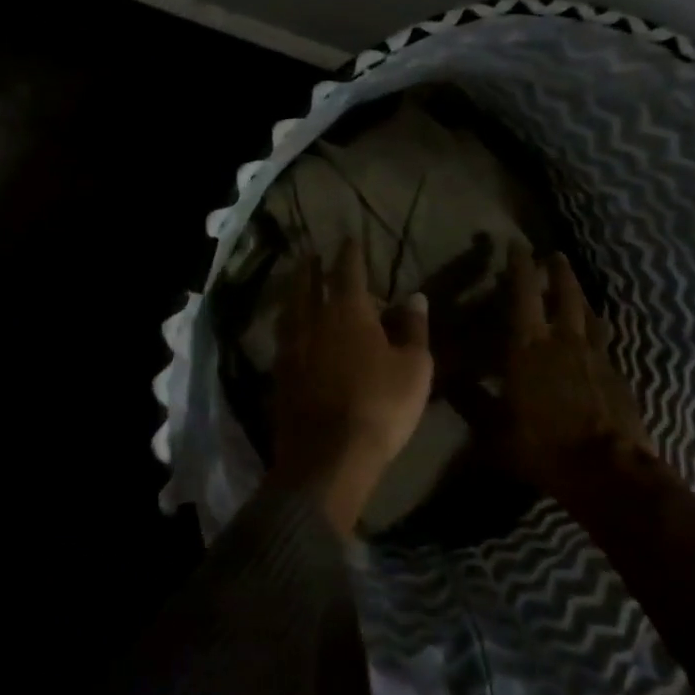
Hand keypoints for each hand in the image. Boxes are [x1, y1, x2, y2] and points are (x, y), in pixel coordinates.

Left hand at [270, 239, 433, 534]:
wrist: (328, 456)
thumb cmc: (381, 405)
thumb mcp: (414, 367)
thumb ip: (414, 328)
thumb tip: (414, 296)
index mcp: (348, 312)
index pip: (348, 271)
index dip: (350, 254)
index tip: (349, 239)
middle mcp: (313, 321)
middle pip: (307, 284)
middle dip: (310, 267)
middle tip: (310, 255)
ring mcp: (291, 348)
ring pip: (290, 309)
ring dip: (294, 292)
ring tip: (296, 285)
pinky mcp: (279, 375)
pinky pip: (283, 337)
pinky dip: (288, 324)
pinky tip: (291, 331)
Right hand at [492, 252, 644, 494]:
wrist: (608, 472)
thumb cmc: (543, 446)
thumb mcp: (494, 430)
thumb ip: (472, 401)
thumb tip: (446, 380)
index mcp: (529, 346)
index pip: (523, 293)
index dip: (520, 265)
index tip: (516, 244)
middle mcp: (563, 341)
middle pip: (565, 293)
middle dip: (558, 271)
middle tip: (554, 255)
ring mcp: (595, 356)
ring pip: (588, 314)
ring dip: (580, 296)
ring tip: (575, 289)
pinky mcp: (616, 375)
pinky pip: (603, 340)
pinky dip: (595, 329)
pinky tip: (594, 335)